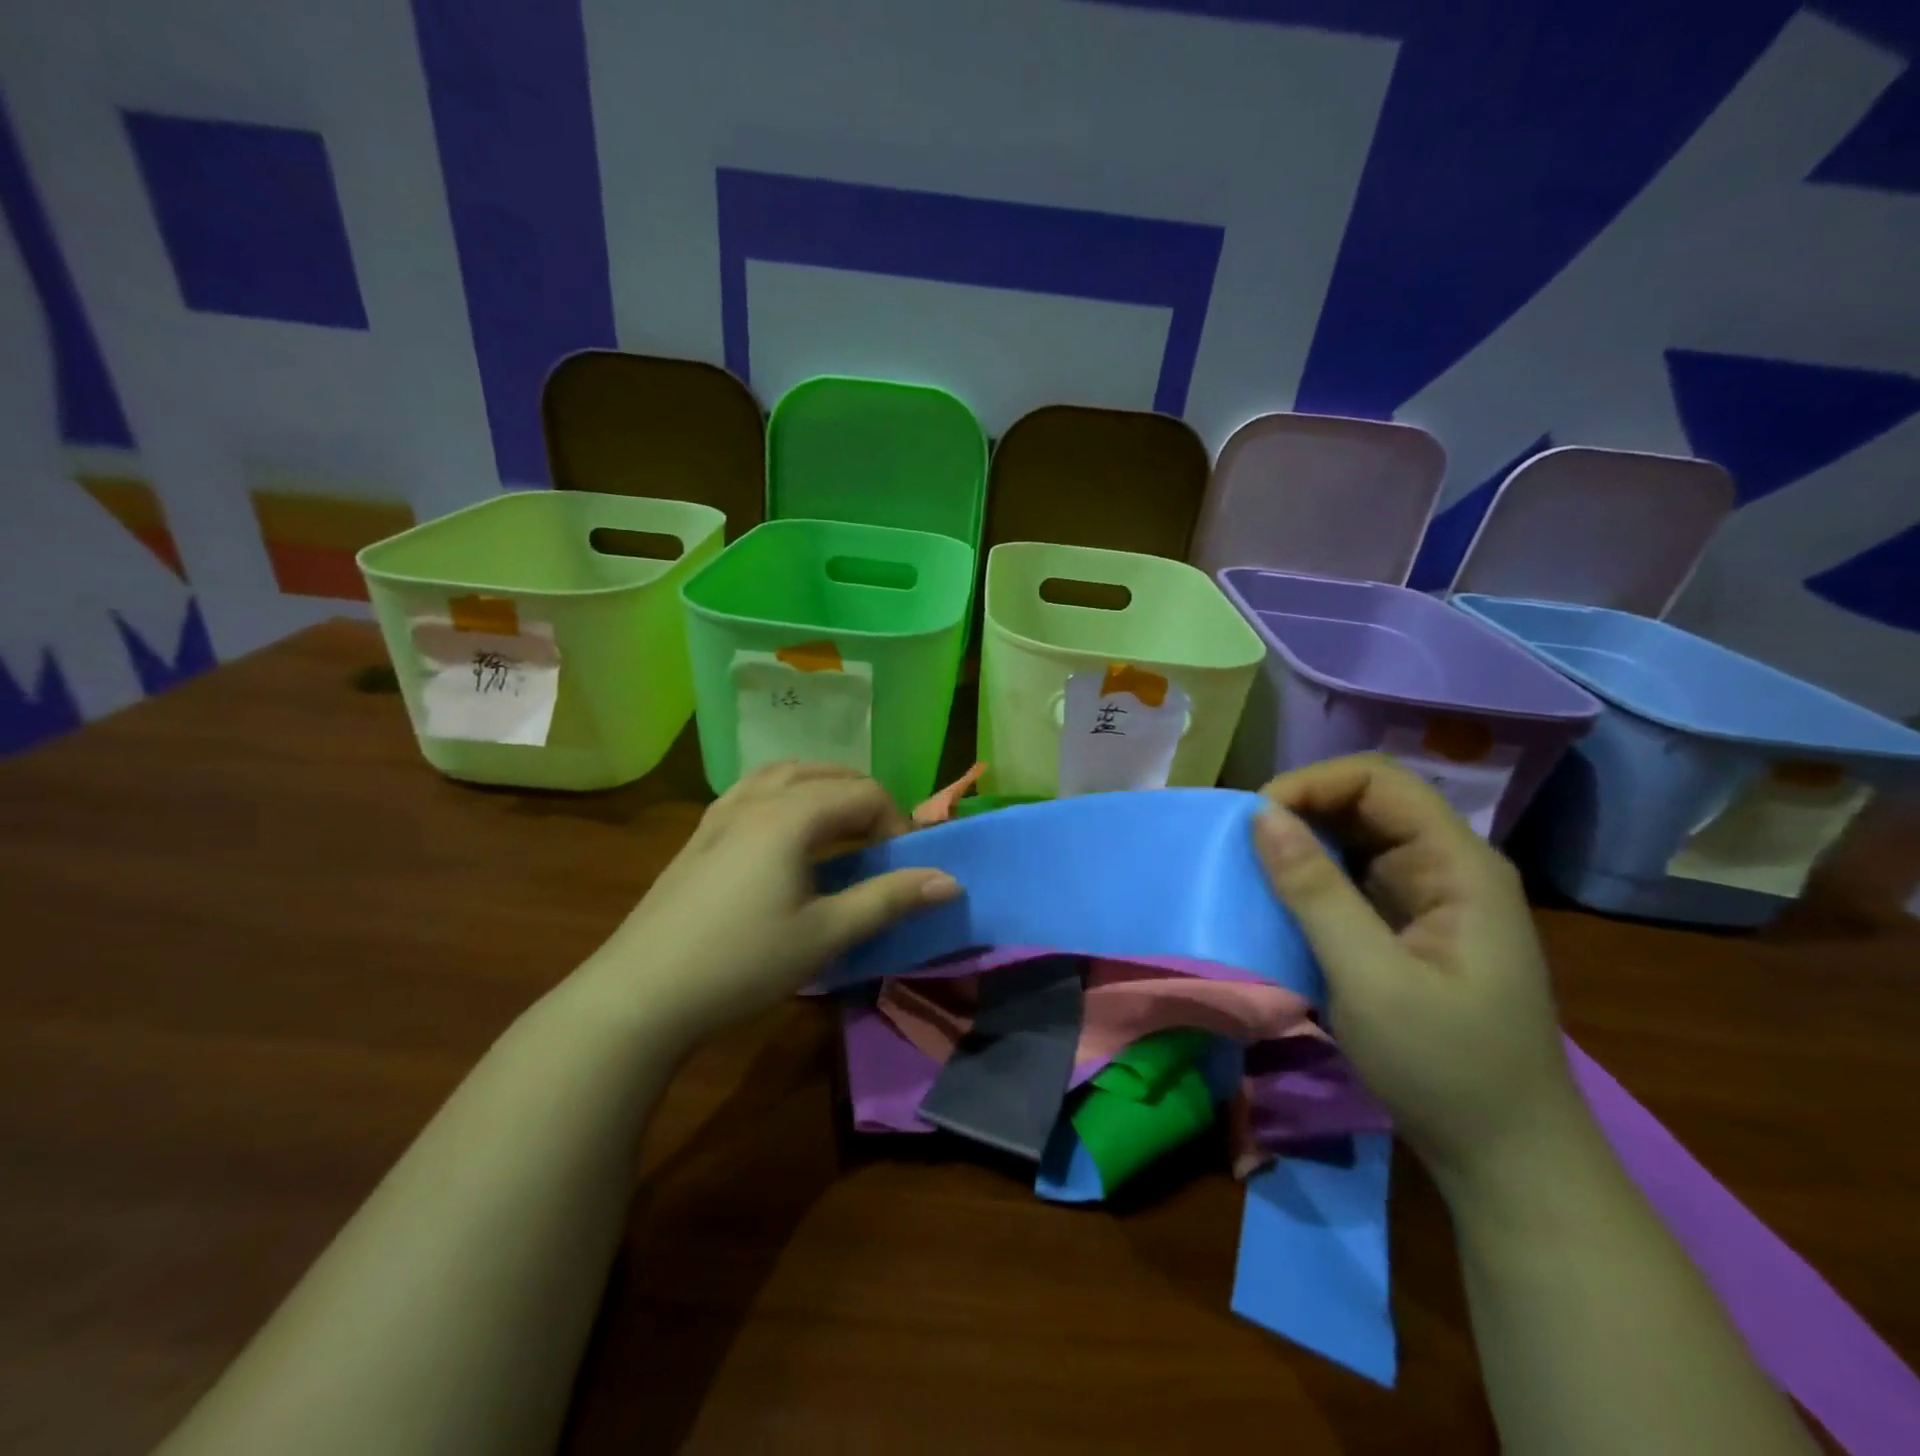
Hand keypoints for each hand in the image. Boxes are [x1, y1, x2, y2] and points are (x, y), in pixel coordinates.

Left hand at [575, 763, 959, 1046]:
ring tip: (840, 833)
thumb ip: (888, 900)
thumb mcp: (825, 935)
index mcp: (791, 816)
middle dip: (865, 804)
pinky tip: (785, 833)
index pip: (864, 793)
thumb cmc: (742, 963)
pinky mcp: (701, 832)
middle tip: (879, 851)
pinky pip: (755, 790)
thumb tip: (949, 880)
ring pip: (788, 774)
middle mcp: (758, 798)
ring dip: (825, 792)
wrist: (641, 993)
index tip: (902, 869)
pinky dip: (787, 796)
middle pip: (828, 775)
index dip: (896, 824)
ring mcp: (723, 811)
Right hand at [1252, 755, 1586, 1193]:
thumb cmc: (1447, 1067)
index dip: (1313, 785)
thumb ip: (1315, 892)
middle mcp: (1447, 867)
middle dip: (1301, 812)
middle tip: (1244, 847)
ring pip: (1356, 839)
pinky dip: (1311, 879)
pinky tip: (1281, 903)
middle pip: (1366, 803)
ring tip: (1253, 870)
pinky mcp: (1409, 926)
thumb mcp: (1370, 979)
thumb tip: (1261, 816)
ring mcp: (1430, 898)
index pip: (1378, 781)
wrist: (1507, 1159)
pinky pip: (1353, 878)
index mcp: (1458, 865)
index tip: (1257, 822)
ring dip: (1302, 845)